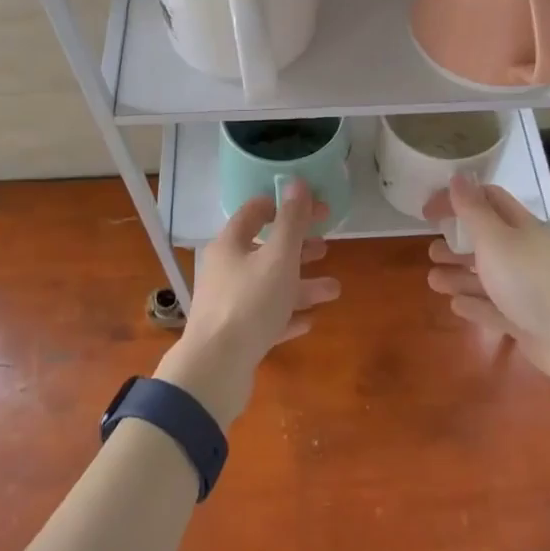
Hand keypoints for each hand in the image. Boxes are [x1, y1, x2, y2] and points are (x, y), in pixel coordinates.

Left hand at [156, 179, 339, 426]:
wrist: (216, 369)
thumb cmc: (250, 303)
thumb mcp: (278, 257)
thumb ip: (291, 221)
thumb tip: (297, 181)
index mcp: (230, 244)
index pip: (256, 211)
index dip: (287, 206)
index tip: (318, 210)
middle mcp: (225, 269)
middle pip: (265, 250)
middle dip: (298, 248)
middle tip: (326, 248)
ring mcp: (229, 303)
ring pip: (270, 286)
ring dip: (301, 285)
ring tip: (333, 290)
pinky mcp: (235, 335)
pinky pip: (266, 318)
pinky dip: (287, 315)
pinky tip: (309, 321)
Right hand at [423, 174, 549, 398]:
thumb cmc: (530, 281)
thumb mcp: (495, 239)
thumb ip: (473, 210)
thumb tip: (458, 176)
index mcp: (520, 227)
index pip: (487, 200)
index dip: (457, 200)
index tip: (427, 211)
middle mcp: (524, 253)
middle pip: (485, 240)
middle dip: (456, 243)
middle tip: (431, 251)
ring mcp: (526, 288)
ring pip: (486, 276)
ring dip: (459, 276)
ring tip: (434, 281)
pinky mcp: (524, 319)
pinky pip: (494, 308)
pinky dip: (475, 305)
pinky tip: (456, 306)